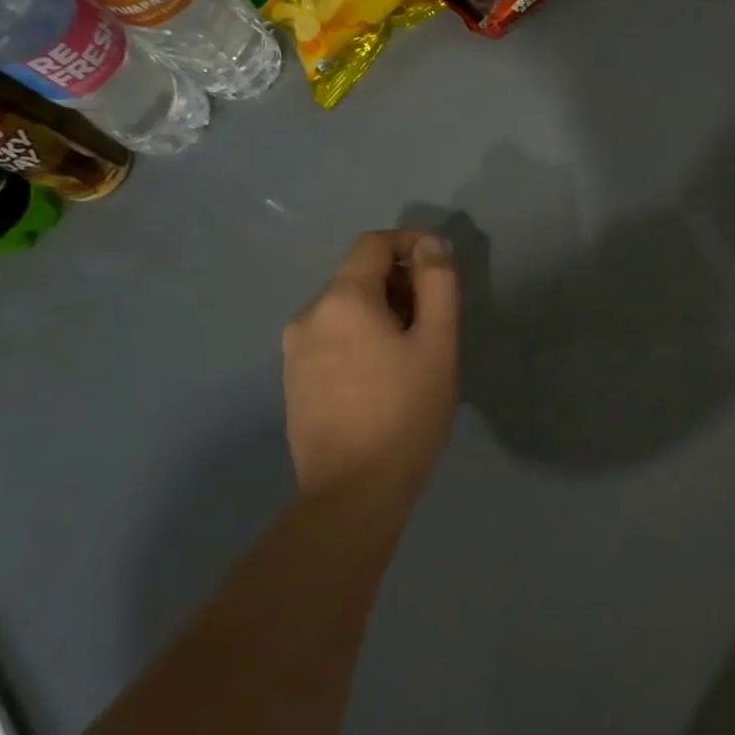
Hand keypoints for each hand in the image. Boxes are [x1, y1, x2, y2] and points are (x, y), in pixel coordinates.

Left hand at [282, 230, 460, 500]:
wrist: (353, 490)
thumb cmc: (407, 411)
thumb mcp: (439, 342)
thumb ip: (438, 284)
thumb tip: (430, 245)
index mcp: (342, 300)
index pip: (373, 244)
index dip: (411, 243)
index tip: (441, 266)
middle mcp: (308, 316)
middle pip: (359, 277)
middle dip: (401, 286)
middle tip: (436, 323)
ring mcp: (294, 350)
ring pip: (346, 310)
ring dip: (383, 314)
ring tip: (414, 355)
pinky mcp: (293, 379)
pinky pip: (332, 338)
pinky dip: (362, 338)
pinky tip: (384, 377)